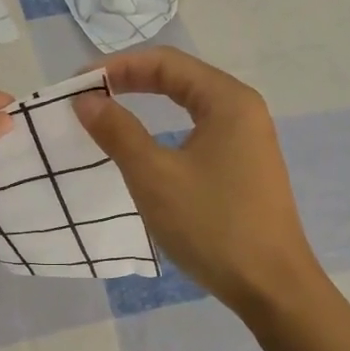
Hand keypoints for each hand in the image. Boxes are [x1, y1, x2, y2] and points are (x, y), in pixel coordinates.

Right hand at [74, 48, 322, 316]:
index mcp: (228, 100)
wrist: (271, 287)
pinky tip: (144, 148)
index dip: (118, 67)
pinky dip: (164, 130)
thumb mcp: (154, 176)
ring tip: (107, 116)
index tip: (78, 85)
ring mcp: (247, 140)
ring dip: (146, 105)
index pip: (165, 62)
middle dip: (130, 81)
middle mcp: (242, 110)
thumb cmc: (212, 225)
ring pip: (188, 106)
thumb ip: (118, 132)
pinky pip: (197, 132)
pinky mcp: (244, 167)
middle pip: (179, 78)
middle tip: (88, 97)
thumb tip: (86, 99)